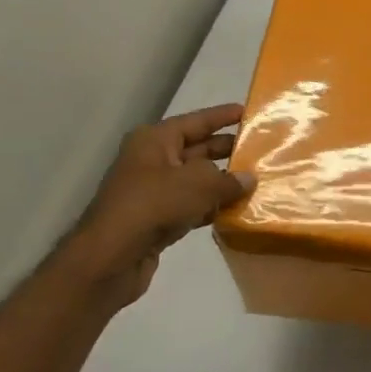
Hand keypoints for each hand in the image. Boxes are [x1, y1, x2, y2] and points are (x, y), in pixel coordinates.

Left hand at [54, 104, 255, 309]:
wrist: (110, 258)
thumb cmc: (153, 205)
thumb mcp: (198, 184)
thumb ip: (228, 180)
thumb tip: (248, 179)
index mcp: (154, 140)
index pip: (195, 121)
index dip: (222, 116)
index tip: (248, 112)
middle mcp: (151, 161)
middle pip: (196, 150)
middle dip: (226, 150)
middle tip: (259, 149)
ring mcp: (152, 191)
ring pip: (195, 180)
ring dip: (222, 183)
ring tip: (255, 181)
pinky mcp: (156, 219)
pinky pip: (190, 206)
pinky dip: (211, 207)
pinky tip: (235, 211)